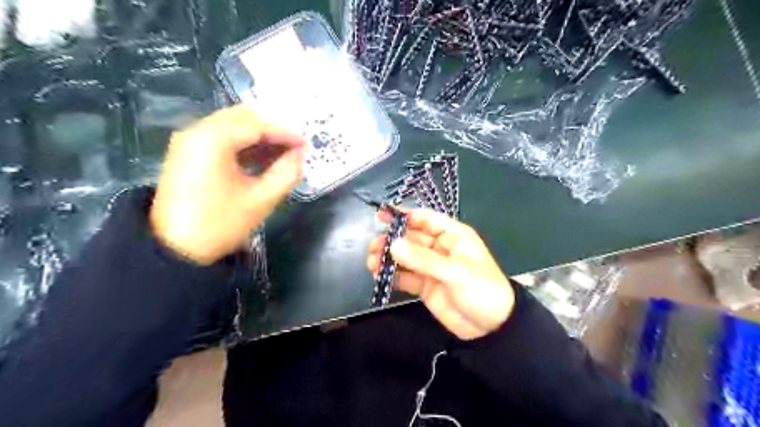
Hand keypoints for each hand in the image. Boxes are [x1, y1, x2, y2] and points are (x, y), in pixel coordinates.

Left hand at [150, 105, 303, 263]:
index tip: (306, 143)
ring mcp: (189, 141)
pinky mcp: (187, 154)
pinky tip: (260, 158)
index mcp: (213, 139)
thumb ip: (286, 173)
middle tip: (294, 145)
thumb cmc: (220, 223)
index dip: (285, 132)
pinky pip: (220, 138)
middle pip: (241, 118)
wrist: (174, 249)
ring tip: (282, 152)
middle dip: (271, 129)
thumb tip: (298, 155)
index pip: (256, 125)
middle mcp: (197, 131)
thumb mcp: (261, 199)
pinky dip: (242, 144)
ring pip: (230, 126)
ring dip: (257, 136)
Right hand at [370, 208, 515, 337]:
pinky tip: (379, 276)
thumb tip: (393, 245)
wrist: (492, 328)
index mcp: (453, 236)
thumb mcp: (455, 272)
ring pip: (406, 257)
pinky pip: (406, 277)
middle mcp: (440, 248)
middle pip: (412, 238)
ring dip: (388, 258)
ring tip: (371, 262)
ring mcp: (431, 268)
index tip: (382, 216)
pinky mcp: (425, 286)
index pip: (426, 219)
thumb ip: (423, 259)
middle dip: (392, 240)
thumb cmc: (481, 290)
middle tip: (373, 246)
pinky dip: (392, 276)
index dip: (405, 216)